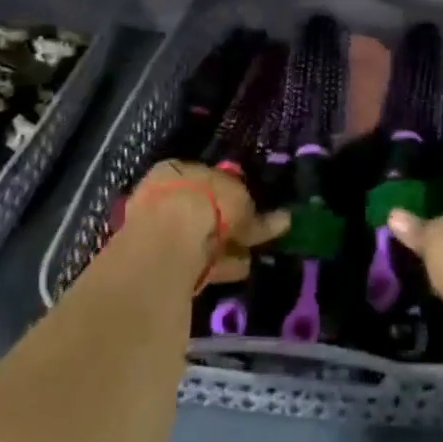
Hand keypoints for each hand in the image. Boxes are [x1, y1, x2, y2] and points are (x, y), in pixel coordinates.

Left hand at [128, 161, 289, 284]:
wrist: (167, 237)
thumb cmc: (205, 200)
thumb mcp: (240, 199)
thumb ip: (256, 214)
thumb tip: (283, 220)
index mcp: (178, 170)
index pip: (208, 180)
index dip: (231, 194)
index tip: (250, 209)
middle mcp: (165, 197)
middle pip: (203, 210)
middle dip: (227, 224)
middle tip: (252, 237)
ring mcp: (159, 231)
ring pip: (200, 238)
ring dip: (225, 248)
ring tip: (251, 258)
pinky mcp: (161, 263)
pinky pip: (198, 261)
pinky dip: (220, 265)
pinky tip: (240, 271)